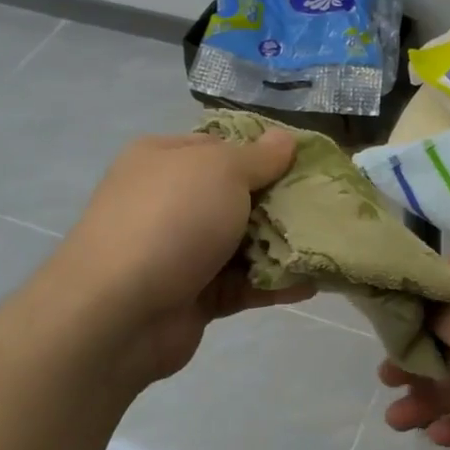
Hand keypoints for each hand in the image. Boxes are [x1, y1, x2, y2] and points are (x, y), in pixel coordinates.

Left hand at [52, 131, 313, 384]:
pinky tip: (312, 285)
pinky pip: (242, 284)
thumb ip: (259, 157)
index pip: (222, 146)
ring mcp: (181, 251)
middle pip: (238, 196)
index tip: (310, 163)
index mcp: (166, 159)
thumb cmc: (172, 220)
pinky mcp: (194, 295)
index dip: (265, 152)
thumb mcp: (220, 170)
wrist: (119, 311)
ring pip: (243, 243)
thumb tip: (285, 138)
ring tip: (330, 246)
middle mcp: (171, 201)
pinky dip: (273, 283)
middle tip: (329, 206)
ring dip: (283, 246)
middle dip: (282, 202)